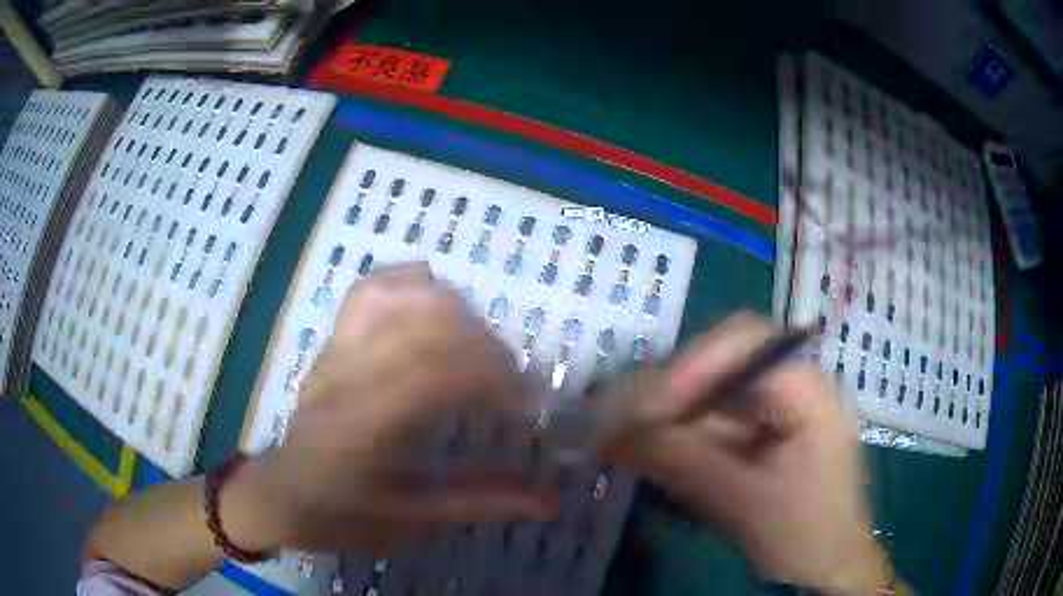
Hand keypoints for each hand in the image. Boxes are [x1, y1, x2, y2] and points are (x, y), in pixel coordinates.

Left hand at [223, 264, 556, 553]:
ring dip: (455, 313)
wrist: (283, 494)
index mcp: (365, 425)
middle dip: (485, 348)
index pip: (437, 372)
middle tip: (512, 383)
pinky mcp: (333, 340)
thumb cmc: (344, 514)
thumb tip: (552, 501)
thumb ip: (483, 502)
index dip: (494, 376)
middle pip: (425, 329)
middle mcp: (349, 375)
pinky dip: (411, 285)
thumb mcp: (415, 520)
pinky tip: (437, 304)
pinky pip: (370, 290)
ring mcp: (337, 350)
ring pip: (399, 298)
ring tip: (479, 346)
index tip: (529, 402)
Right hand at [603, 312, 892, 593]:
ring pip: (713, 400)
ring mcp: (778, 414)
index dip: (692, 364)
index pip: (745, 343)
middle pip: (722, 368)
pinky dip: (685, 443)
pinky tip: (659, 461)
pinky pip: (716, 428)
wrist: (829, 568)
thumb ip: (682, 462)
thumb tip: (611, 432)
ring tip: (629, 444)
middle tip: (623, 424)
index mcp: (806, 389)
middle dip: (671, 395)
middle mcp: (792, 388)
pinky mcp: (763, 440)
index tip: (646, 406)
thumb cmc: (804, 535)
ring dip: (671, 422)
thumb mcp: (745, 501)